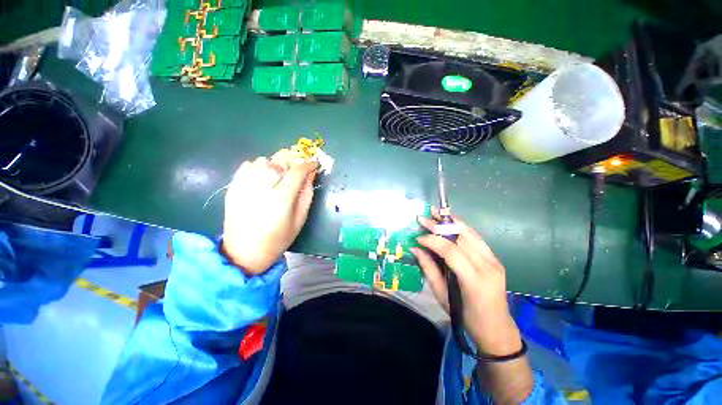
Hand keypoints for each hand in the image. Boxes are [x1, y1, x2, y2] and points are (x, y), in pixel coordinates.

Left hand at [222, 150, 317, 274]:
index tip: (314, 164)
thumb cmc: (278, 238)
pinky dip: (258, 167)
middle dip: (292, 161)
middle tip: (296, 171)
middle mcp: (262, 187)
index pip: (297, 171)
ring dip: (275, 164)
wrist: (244, 252)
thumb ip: (307, 193)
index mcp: (282, 198)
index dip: (308, 164)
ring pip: (264, 160)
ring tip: (279, 177)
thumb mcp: (300, 218)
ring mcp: (245, 185)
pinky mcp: (233, 186)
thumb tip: (311, 174)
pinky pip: (247, 165)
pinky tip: (262, 179)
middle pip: (280, 160)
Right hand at [410, 214, 522, 355]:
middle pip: (461, 237)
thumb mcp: (442, 295)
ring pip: (470, 233)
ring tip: (436, 213)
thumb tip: (414, 249)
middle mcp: (488, 266)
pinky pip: (476, 237)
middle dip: (439, 225)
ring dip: (451, 221)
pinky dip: (461, 227)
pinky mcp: (495, 258)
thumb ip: (428, 269)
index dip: (432, 240)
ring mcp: (494, 260)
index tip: (418, 237)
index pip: (450, 251)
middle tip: (423, 218)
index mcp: (474, 280)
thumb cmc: (466, 317)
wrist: (496, 327)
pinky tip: (450, 222)